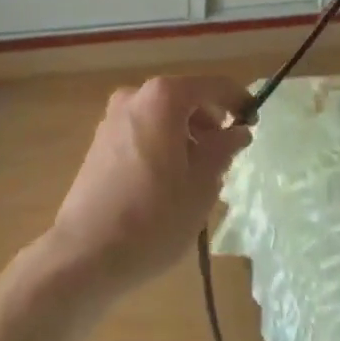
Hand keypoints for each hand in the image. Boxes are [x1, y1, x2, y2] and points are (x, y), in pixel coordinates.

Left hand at [45, 75, 252, 298]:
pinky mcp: (99, 143)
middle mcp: (135, 97)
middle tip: (226, 155)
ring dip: (186, 135)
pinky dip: (163, 144)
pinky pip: (143, 132)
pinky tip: (169, 181)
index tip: (254, 121)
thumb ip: (224, 148)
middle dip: (209, 122)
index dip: (238, 100)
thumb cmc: (154, 216)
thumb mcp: (203, 184)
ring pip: (162, 117)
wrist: (85, 255)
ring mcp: (112, 119)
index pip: (213, 86)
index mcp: (163, 98)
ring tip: (199, 174)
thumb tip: (237, 131)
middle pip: (184, 99)